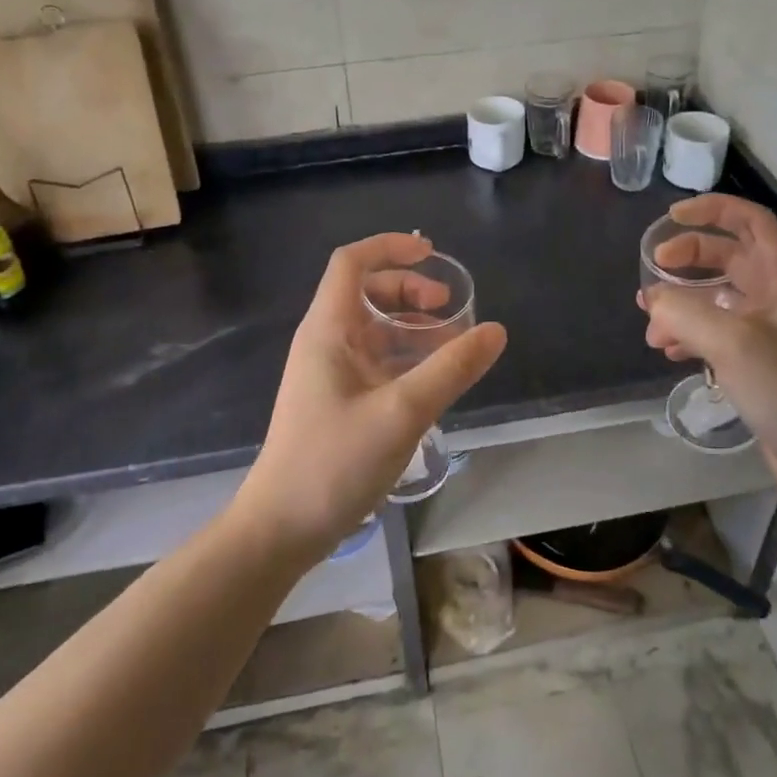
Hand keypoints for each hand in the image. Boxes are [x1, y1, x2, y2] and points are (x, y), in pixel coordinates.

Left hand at [236, 234, 506, 560]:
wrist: (281, 528)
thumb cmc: (334, 462)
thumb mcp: (402, 411)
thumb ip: (451, 369)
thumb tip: (495, 330)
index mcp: (328, 329)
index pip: (352, 262)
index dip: (390, 247)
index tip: (432, 254)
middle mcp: (325, 342)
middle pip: (367, 293)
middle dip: (410, 291)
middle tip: (450, 309)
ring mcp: (330, 373)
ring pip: (374, 330)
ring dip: (412, 328)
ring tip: (453, 346)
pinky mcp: (337, 401)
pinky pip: (376, 362)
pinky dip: (406, 359)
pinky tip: (434, 381)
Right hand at [640, 195, 776, 499]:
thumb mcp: (732, 342)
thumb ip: (684, 312)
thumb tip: (652, 300)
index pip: (750, 221)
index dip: (711, 209)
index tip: (670, 217)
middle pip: (727, 256)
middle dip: (686, 258)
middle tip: (651, 272)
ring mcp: (769, 330)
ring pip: (717, 297)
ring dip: (682, 303)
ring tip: (651, 325)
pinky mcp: (759, 361)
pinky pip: (717, 332)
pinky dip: (690, 334)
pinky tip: (668, 352)